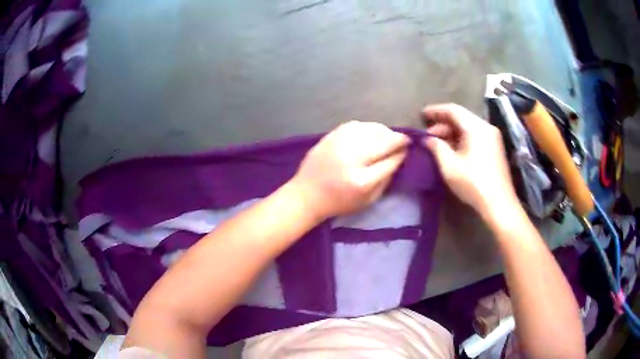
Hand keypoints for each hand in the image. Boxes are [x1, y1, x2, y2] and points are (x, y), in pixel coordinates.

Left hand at [290, 121, 409, 220]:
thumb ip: (386, 180)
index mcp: (362, 181)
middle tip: (404, 140)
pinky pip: (356, 125)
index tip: (407, 150)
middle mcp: (352, 158)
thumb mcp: (368, 200)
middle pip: (383, 141)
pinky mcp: (331, 136)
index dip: (402, 154)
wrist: (306, 194)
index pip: (390, 161)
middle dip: (398, 139)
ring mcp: (340, 144)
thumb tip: (398, 158)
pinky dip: (368, 127)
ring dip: (384, 131)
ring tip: (389, 136)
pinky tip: (371, 132)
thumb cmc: (339, 202)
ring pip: (371, 129)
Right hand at [422, 104, 518, 217]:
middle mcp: (486, 127)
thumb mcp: (450, 166)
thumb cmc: (473, 184)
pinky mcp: (495, 148)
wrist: (499, 204)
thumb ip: (436, 147)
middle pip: (462, 118)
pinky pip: (475, 136)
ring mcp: (493, 137)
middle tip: (428, 135)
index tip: (422, 115)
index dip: (436, 111)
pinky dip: (462, 138)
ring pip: (469, 127)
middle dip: (443, 124)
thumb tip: (427, 138)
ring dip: (452, 132)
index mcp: (476, 128)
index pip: (453, 110)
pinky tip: (453, 149)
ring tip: (438, 143)